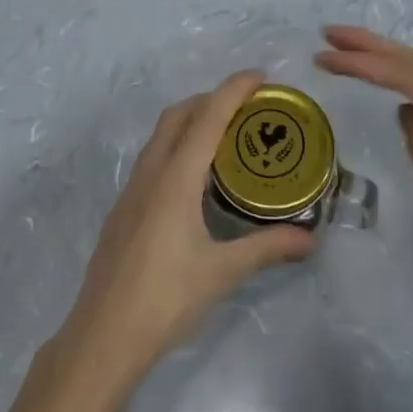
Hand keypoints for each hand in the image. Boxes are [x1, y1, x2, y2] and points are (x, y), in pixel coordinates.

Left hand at [59, 71, 316, 383]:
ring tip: (224, 135)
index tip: (260, 75)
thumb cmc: (165, 299)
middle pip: (179, 115)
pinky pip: (152, 157)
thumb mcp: (221, 272)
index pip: (208, 116)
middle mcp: (151, 172)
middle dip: (211, 99)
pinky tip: (193, 178)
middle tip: (246, 107)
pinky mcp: (123, 208)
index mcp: (175, 177)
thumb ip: (266, 248)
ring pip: (161, 135)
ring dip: (191, 120)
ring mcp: (132, 189)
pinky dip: (177, 146)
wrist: (102, 336)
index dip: (234, 89)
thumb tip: (310, 239)